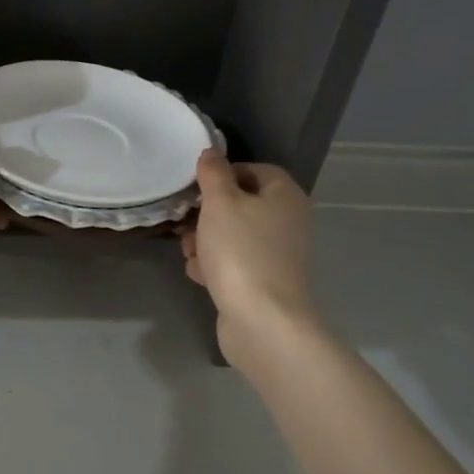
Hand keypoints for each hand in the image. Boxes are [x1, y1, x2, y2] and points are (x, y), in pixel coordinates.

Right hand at [180, 150, 314, 359]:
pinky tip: (200, 275)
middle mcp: (287, 221)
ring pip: (233, 235)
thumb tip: (211, 153)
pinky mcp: (264, 282)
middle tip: (186, 220)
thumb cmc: (241, 251)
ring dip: (206, 241)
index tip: (197, 185)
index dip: (224, 173)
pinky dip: (215, 266)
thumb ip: (213, 174)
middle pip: (241, 204)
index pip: (255, 169)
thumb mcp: (220, 202)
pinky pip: (234, 262)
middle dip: (208, 213)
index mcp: (285, 195)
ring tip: (190, 252)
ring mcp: (276, 254)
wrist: (261, 319)